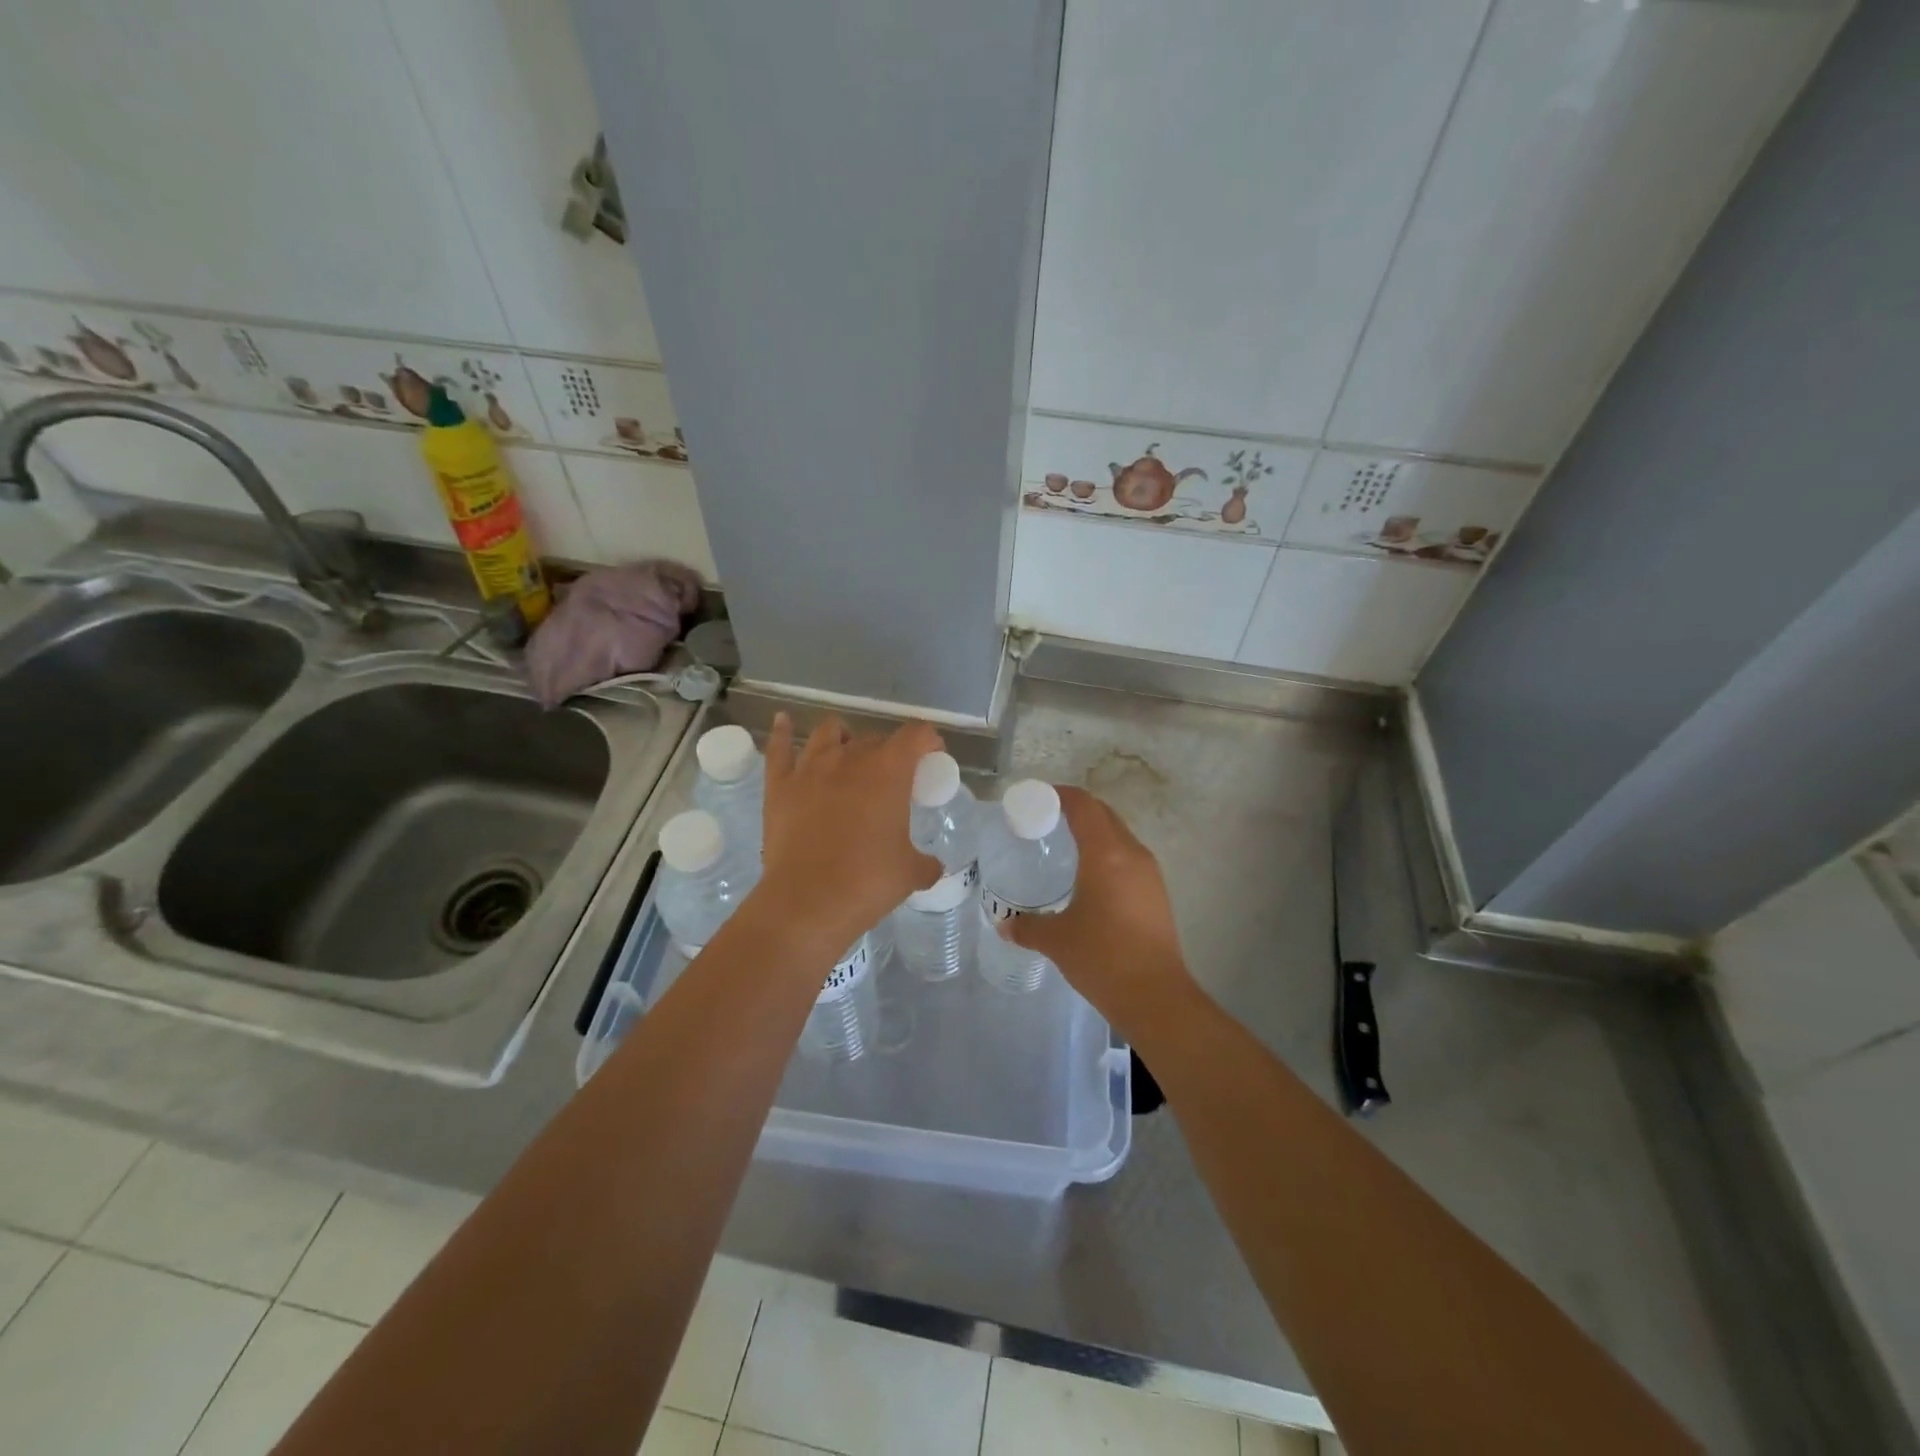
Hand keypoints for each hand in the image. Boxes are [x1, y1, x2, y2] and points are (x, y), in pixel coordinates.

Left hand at [758, 712, 942, 951]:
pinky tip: (783, 721)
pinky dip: (782, 731)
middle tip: (892, 778)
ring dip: (843, 737)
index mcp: (889, 771)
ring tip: (847, 752)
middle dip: (888, 751)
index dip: (929, 742)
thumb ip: (925, 862)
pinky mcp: (778, 785)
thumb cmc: (867, 882)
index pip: (916, 735)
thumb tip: (931, 866)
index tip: (932, 758)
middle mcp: (850, 758)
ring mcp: (810, 768)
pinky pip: (778, 747)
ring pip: (828, 732)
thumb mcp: (910, 873)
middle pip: (875, 738)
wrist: (807, 901)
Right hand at [1001, 787, 1198, 1038]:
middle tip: (1044, 821)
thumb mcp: (1056, 939)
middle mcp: (1132, 853)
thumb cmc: (1102, 956)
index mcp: (1106, 853)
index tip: (1035, 799)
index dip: (1060, 795)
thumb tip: (1005, 926)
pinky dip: (1106, 854)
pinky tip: (1088, 878)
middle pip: (1103, 815)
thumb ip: (1027, 927)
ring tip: (1063, 847)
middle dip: (1075, 811)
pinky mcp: (1157, 893)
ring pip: (1118, 835)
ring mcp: (1149, 873)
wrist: (1155, 996)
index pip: (1083, 805)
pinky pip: (1128, 857)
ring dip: (1094, 832)